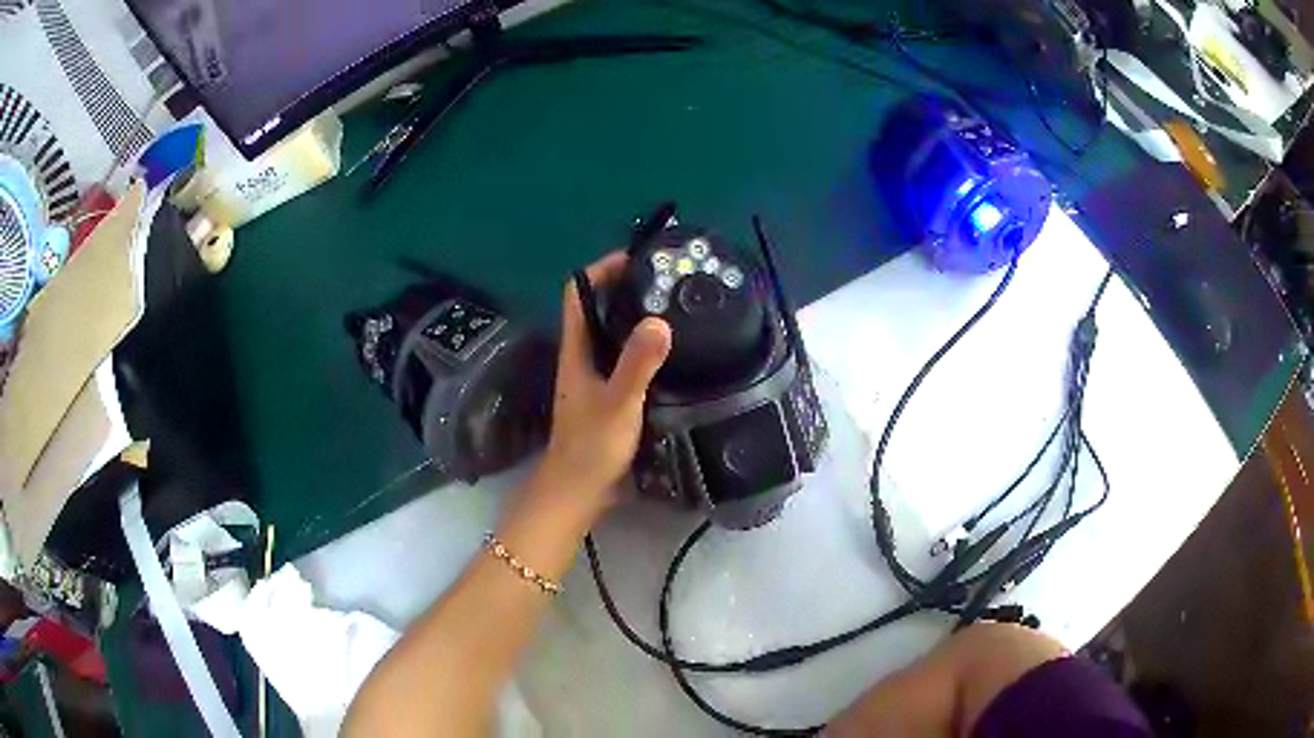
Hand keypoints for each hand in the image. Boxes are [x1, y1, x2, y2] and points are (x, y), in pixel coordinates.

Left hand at [528, 252, 671, 523]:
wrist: (579, 492)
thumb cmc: (591, 446)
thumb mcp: (618, 402)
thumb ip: (637, 364)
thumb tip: (660, 320)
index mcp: (577, 350)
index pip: (579, 294)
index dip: (601, 270)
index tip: (637, 259)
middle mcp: (583, 357)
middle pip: (599, 310)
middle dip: (627, 289)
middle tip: (668, 281)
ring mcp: (596, 378)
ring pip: (614, 335)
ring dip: (638, 318)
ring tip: (677, 308)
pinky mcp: (611, 397)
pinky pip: (627, 360)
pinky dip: (646, 349)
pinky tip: (674, 353)